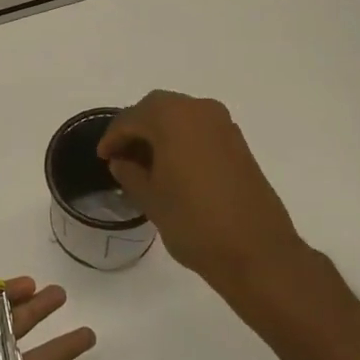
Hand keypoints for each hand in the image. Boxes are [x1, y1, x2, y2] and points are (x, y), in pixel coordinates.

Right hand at [98, 91, 310, 297]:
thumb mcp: (151, 199)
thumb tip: (122, 162)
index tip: (103, 158)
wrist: (256, 251)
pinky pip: (200, 130)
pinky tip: (172, 168)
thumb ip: (130, 174)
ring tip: (145, 164)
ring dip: (160, 133)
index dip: (113, 137)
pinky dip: (181, 140)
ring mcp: (223, 125)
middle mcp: (200, 110)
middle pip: (158, 108)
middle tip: (121, 156)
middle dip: (136, 128)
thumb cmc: (194, 222)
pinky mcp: (238, 143)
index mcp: (172, 118)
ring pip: (181, 117)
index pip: (131, 118)